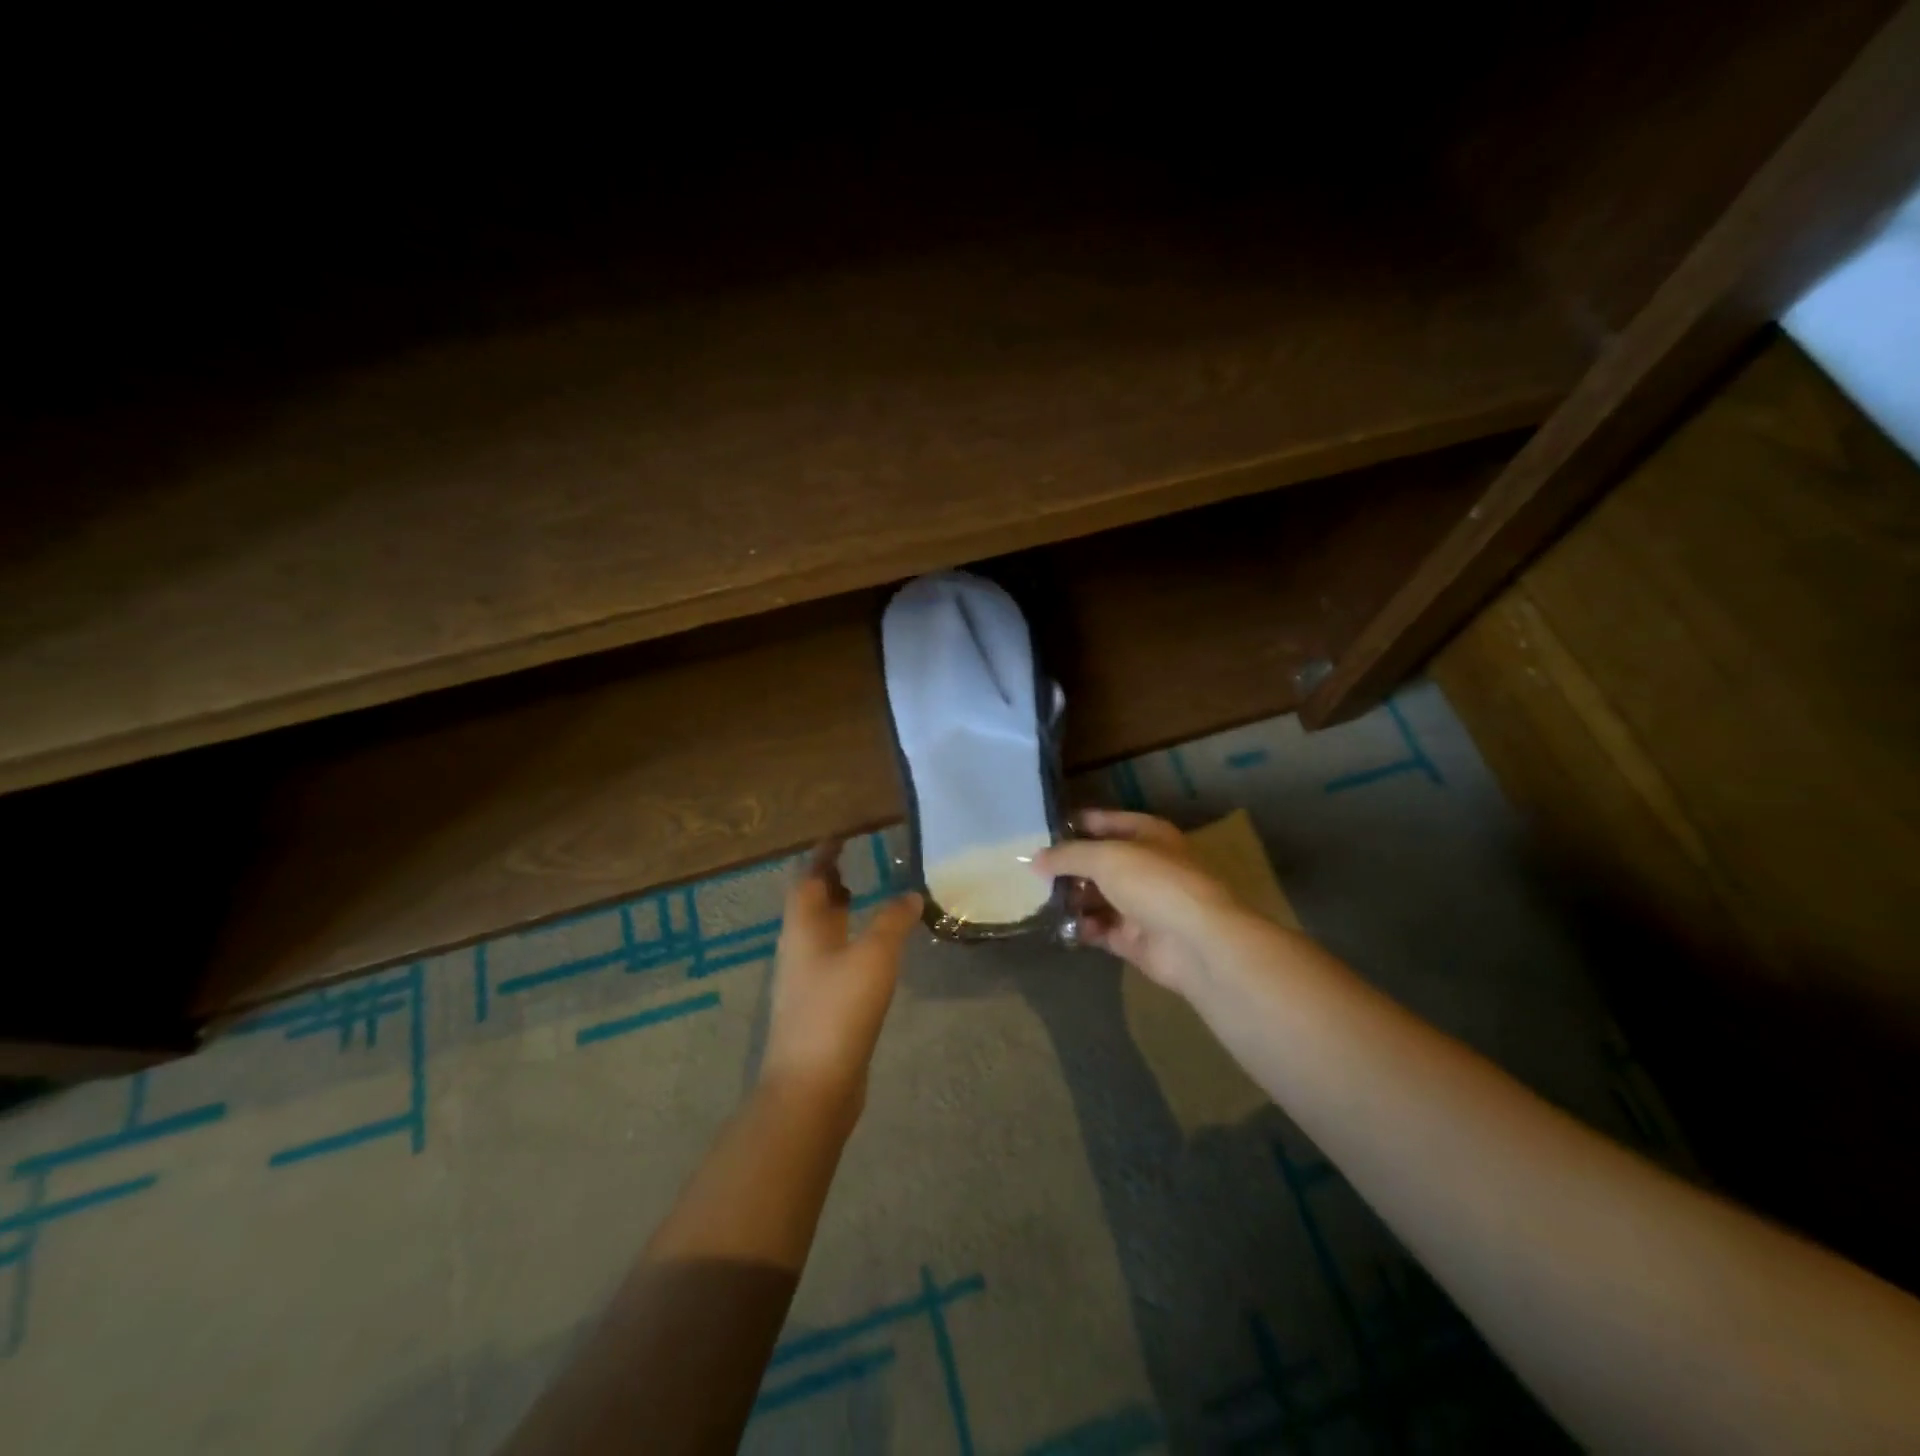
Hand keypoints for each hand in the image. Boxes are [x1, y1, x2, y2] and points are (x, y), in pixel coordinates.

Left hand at [761, 839, 922, 1116]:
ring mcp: (806, 981)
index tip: (841, 835)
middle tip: (858, 863)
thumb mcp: (874, 956)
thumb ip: (893, 922)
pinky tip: (874, 952)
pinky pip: (833, 960)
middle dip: (831, 882)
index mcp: (803, 929)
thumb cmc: (838, 1010)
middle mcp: (799, 950)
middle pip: (811, 906)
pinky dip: (850, 943)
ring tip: (868, 899)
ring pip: (822, 934)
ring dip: (840, 913)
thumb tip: (911, 894)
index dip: (823, 855)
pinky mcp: (819, 1007)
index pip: (809, 879)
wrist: (812, 1086)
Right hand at [1034, 810, 1243, 997]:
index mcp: (1147, 834)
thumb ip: (1067, 855)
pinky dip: (1081, 927)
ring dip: (1071, 899)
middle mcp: (1145, 866)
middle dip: (1067, 867)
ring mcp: (1141, 904)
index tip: (1038, 832)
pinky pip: (1100, 929)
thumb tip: (1035, 859)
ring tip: (1038, 900)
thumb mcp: (1105, 857)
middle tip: (1030, 871)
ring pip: (1097, 897)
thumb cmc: (1153, 883)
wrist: (1195, 942)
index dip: (1073, 825)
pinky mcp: (1134, 938)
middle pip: (1098, 862)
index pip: (1104, 822)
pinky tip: (1059, 926)